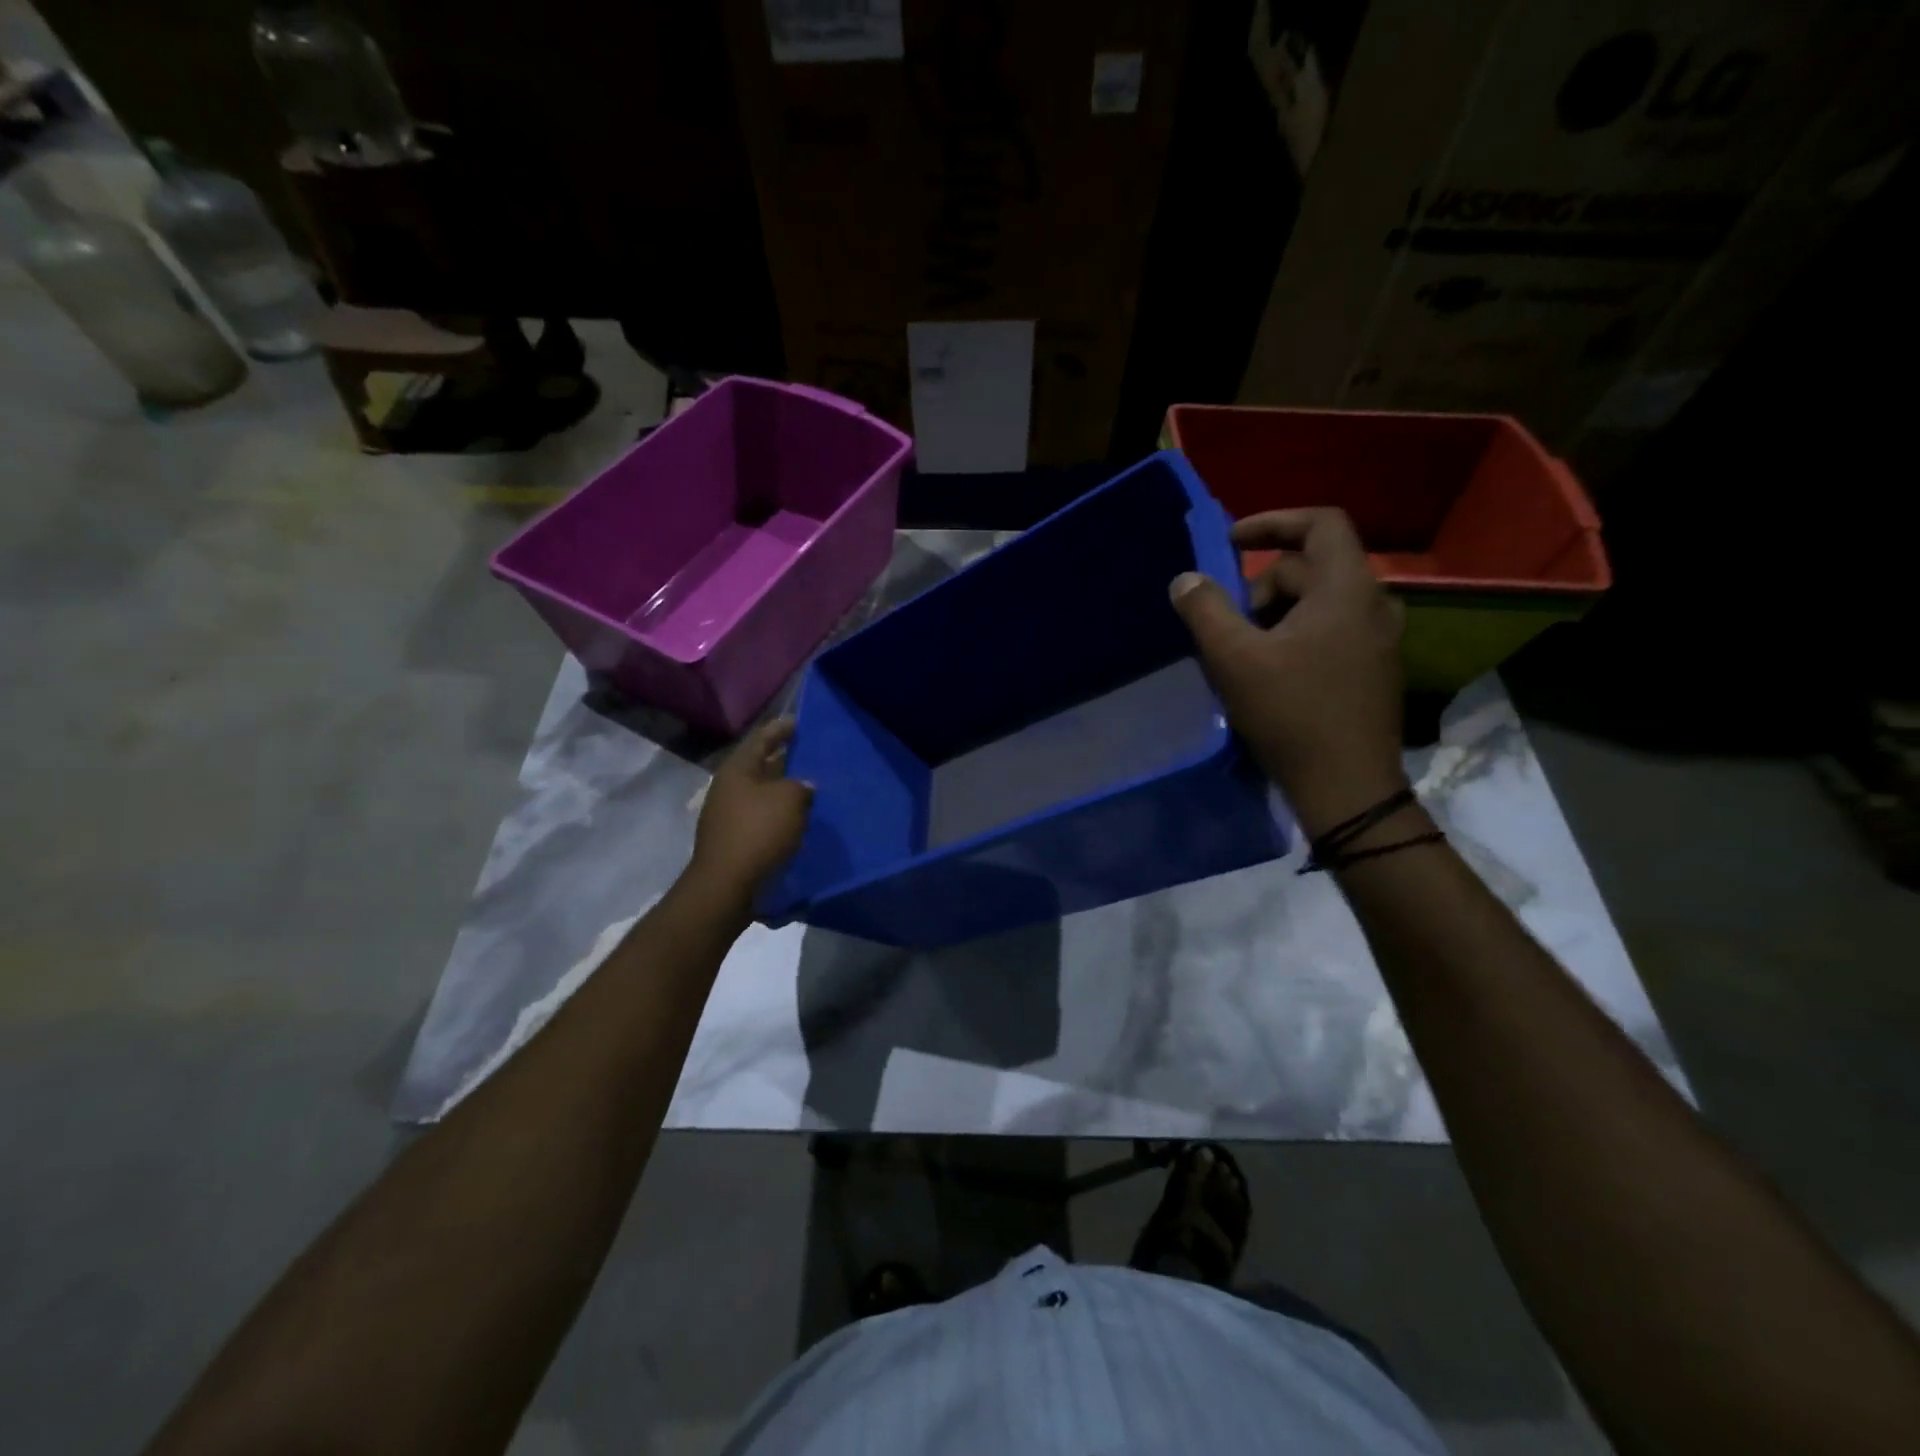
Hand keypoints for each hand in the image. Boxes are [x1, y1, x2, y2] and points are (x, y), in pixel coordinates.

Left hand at [686, 719, 813, 901]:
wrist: (728, 886)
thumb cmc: (758, 833)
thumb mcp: (789, 799)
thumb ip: (801, 785)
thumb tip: (804, 786)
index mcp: (738, 769)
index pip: (761, 739)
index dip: (781, 729)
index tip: (800, 723)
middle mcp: (730, 788)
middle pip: (761, 766)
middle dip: (786, 761)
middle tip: (813, 756)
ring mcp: (730, 816)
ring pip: (764, 795)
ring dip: (786, 791)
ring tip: (814, 788)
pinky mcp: (737, 840)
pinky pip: (763, 818)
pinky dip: (782, 815)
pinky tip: (802, 819)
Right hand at [1169, 508, 1406, 835]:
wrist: (1348, 787)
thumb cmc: (1292, 714)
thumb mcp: (1235, 659)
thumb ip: (1205, 610)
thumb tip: (1186, 579)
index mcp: (1347, 590)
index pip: (1321, 523)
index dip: (1273, 522)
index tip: (1231, 542)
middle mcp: (1374, 605)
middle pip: (1312, 568)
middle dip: (1262, 587)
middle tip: (1228, 626)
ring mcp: (1379, 640)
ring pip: (1319, 603)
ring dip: (1275, 615)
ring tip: (1243, 654)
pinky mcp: (1374, 669)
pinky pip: (1330, 630)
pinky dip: (1295, 635)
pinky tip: (1270, 674)